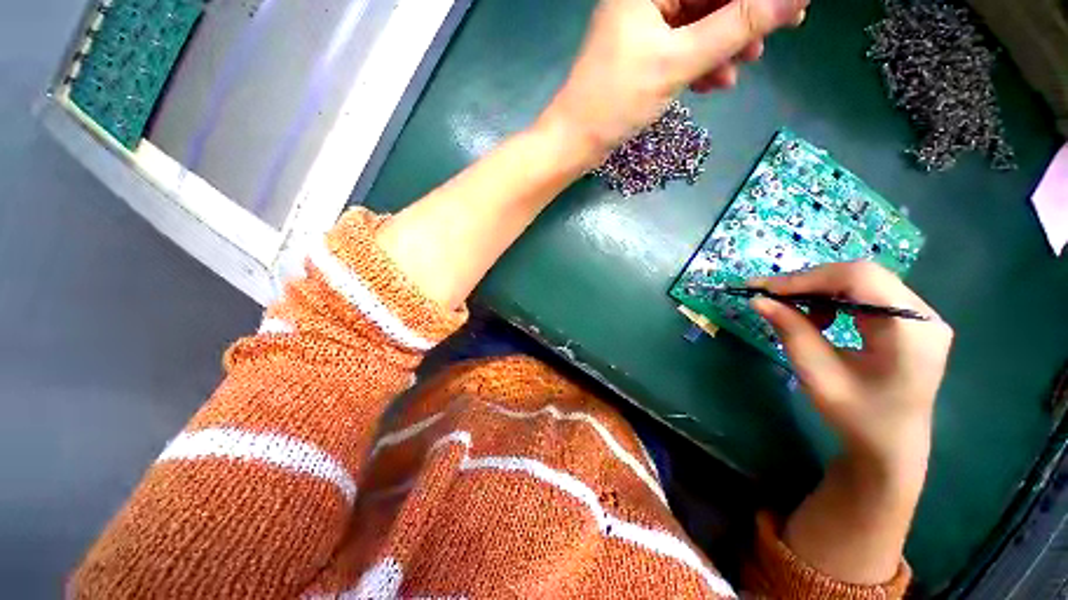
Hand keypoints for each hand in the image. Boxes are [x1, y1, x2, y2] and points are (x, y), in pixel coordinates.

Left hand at [539, 0, 808, 165]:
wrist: (577, 141)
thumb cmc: (616, 101)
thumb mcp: (678, 62)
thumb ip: (735, 26)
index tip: (790, 6)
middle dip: (744, 16)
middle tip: (783, 29)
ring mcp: (645, 25)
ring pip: (700, 22)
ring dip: (727, 43)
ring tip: (747, 63)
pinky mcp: (644, 53)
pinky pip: (683, 47)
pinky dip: (702, 62)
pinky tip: (716, 82)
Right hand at [751, 262, 953, 477]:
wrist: (890, 447)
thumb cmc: (857, 417)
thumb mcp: (818, 375)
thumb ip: (792, 332)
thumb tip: (758, 300)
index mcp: (912, 331)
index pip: (860, 278)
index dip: (809, 278)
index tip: (766, 289)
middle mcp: (924, 315)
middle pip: (862, 275)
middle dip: (811, 282)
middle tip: (772, 295)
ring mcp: (919, 317)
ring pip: (862, 281)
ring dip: (820, 290)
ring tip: (795, 310)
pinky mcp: (909, 322)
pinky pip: (866, 294)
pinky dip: (833, 299)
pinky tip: (820, 318)